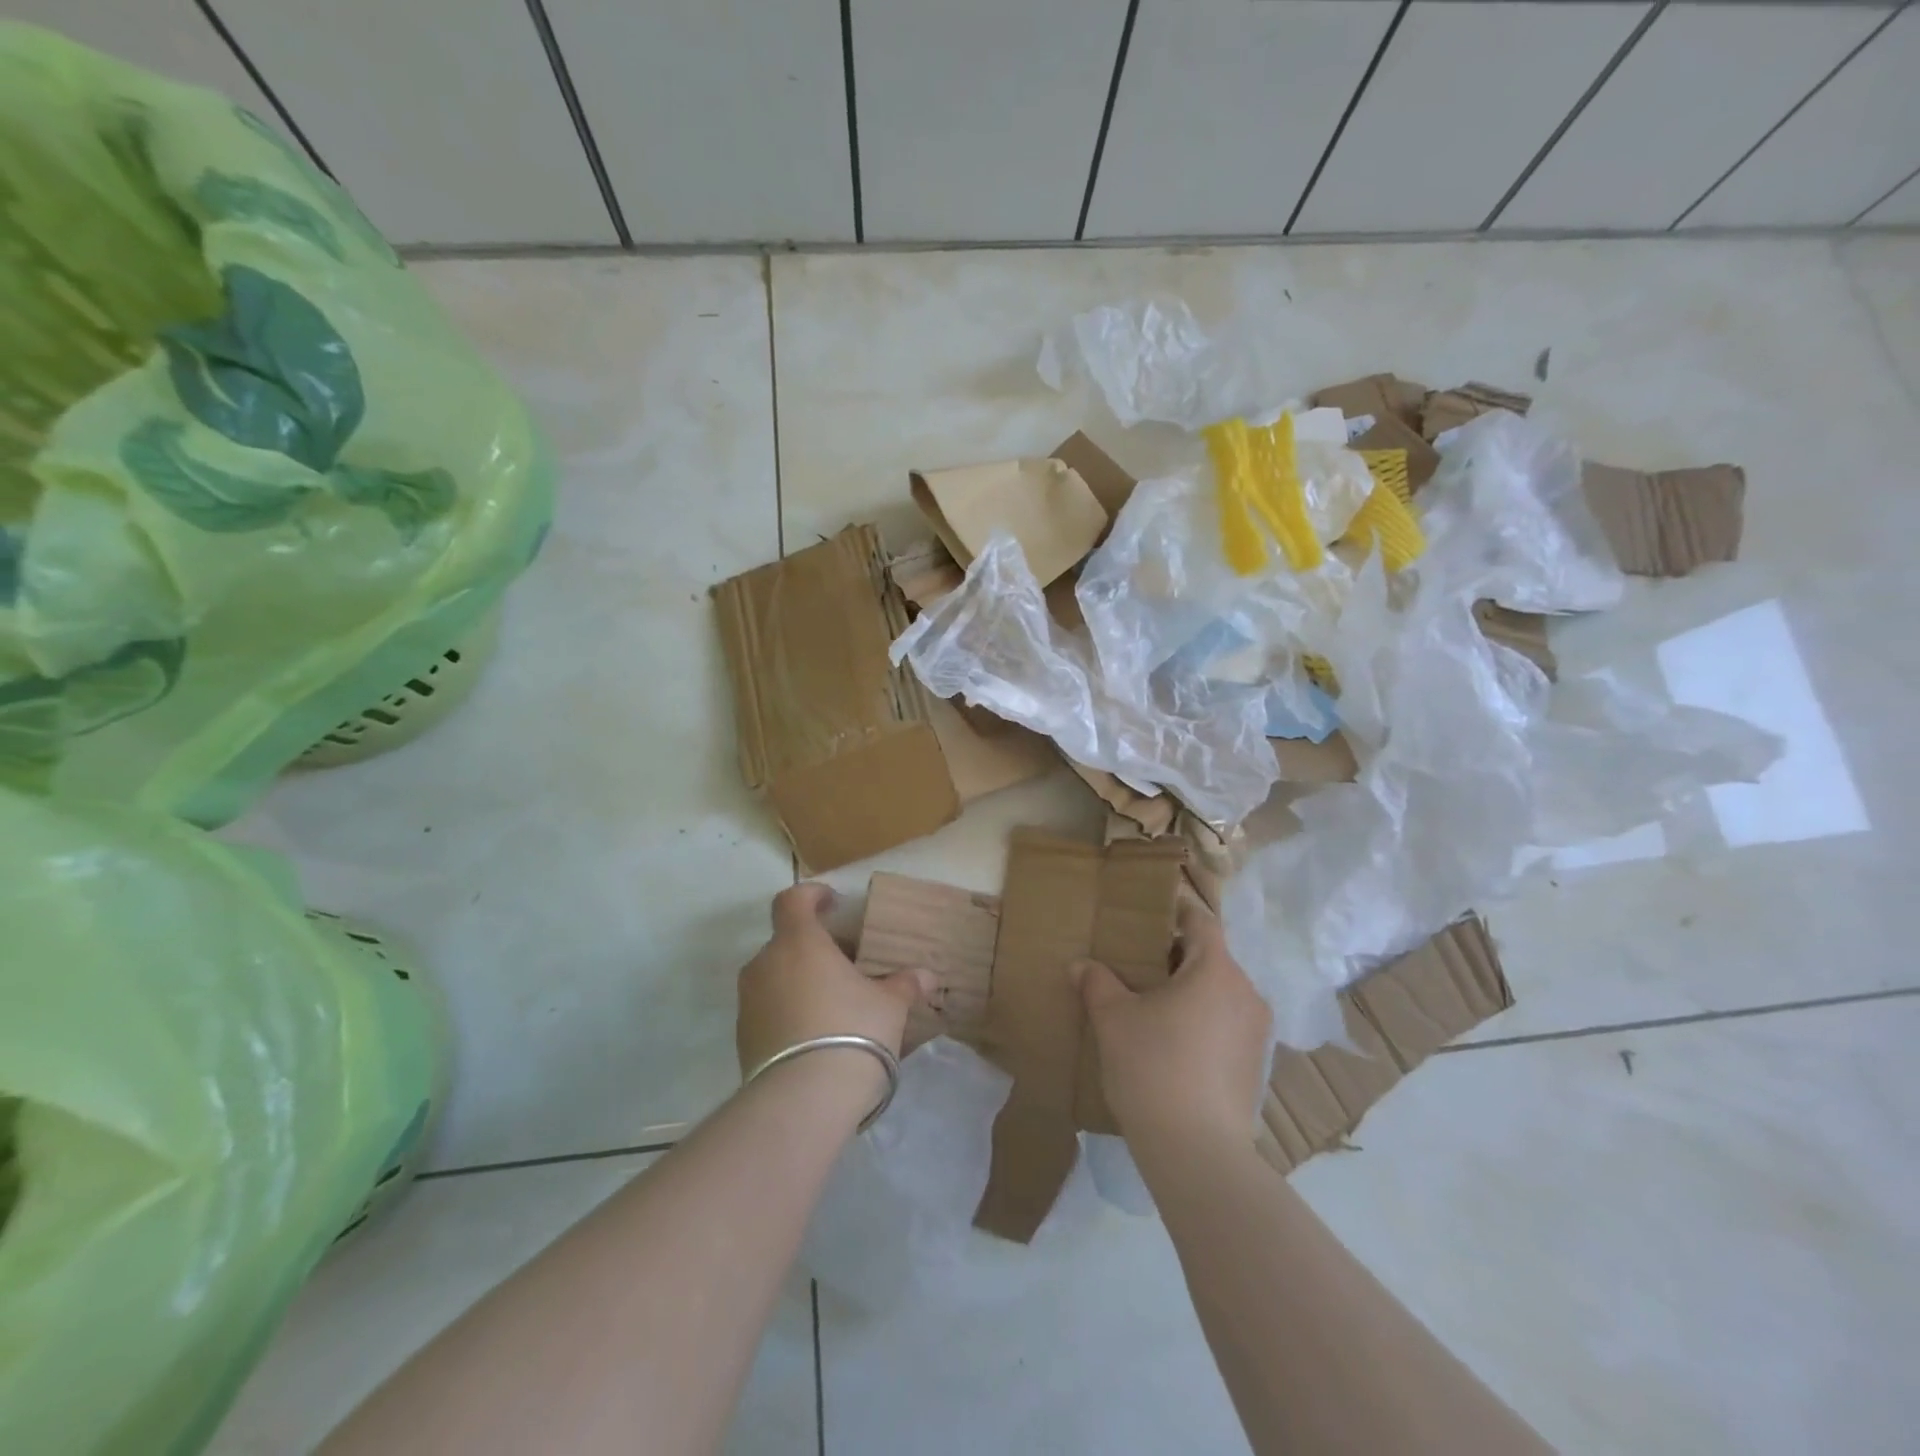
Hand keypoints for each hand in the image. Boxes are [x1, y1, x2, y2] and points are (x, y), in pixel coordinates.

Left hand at [736, 883, 933, 1096]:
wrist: (803, 1101)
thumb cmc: (852, 1032)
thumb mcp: (889, 1005)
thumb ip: (905, 984)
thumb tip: (926, 975)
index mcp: (799, 942)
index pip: (792, 900)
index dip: (812, 895)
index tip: (833, 903)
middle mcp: (765, 964)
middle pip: (786, 941)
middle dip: (814, 947)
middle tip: (846, 965)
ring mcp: (748, 1002)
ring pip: (775, 976)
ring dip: (799, 980)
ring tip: (832, 1003)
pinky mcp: (743, 1038)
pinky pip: (767, 1010)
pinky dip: (788, 1011)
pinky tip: (815, 1035)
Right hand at [1075, 898, 1271, 1149]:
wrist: (1197, 1152)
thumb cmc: (1154, 1067)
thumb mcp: (1113, 1019)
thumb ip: (1097, 983)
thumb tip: (1081, 965)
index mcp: (1216, 970)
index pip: (1201, 921)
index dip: (1176, 910)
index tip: (1149, 911)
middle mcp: (1246, 993)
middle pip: (1210, 957)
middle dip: (1174, 955)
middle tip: (1136, 961)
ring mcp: (1256, 1032)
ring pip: (1219, 992)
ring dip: (1188, 990)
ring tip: (1150, 1004)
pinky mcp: (1255, 1065)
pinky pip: (1226, 1023)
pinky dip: (1201, 1020)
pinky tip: (1171, 1042)